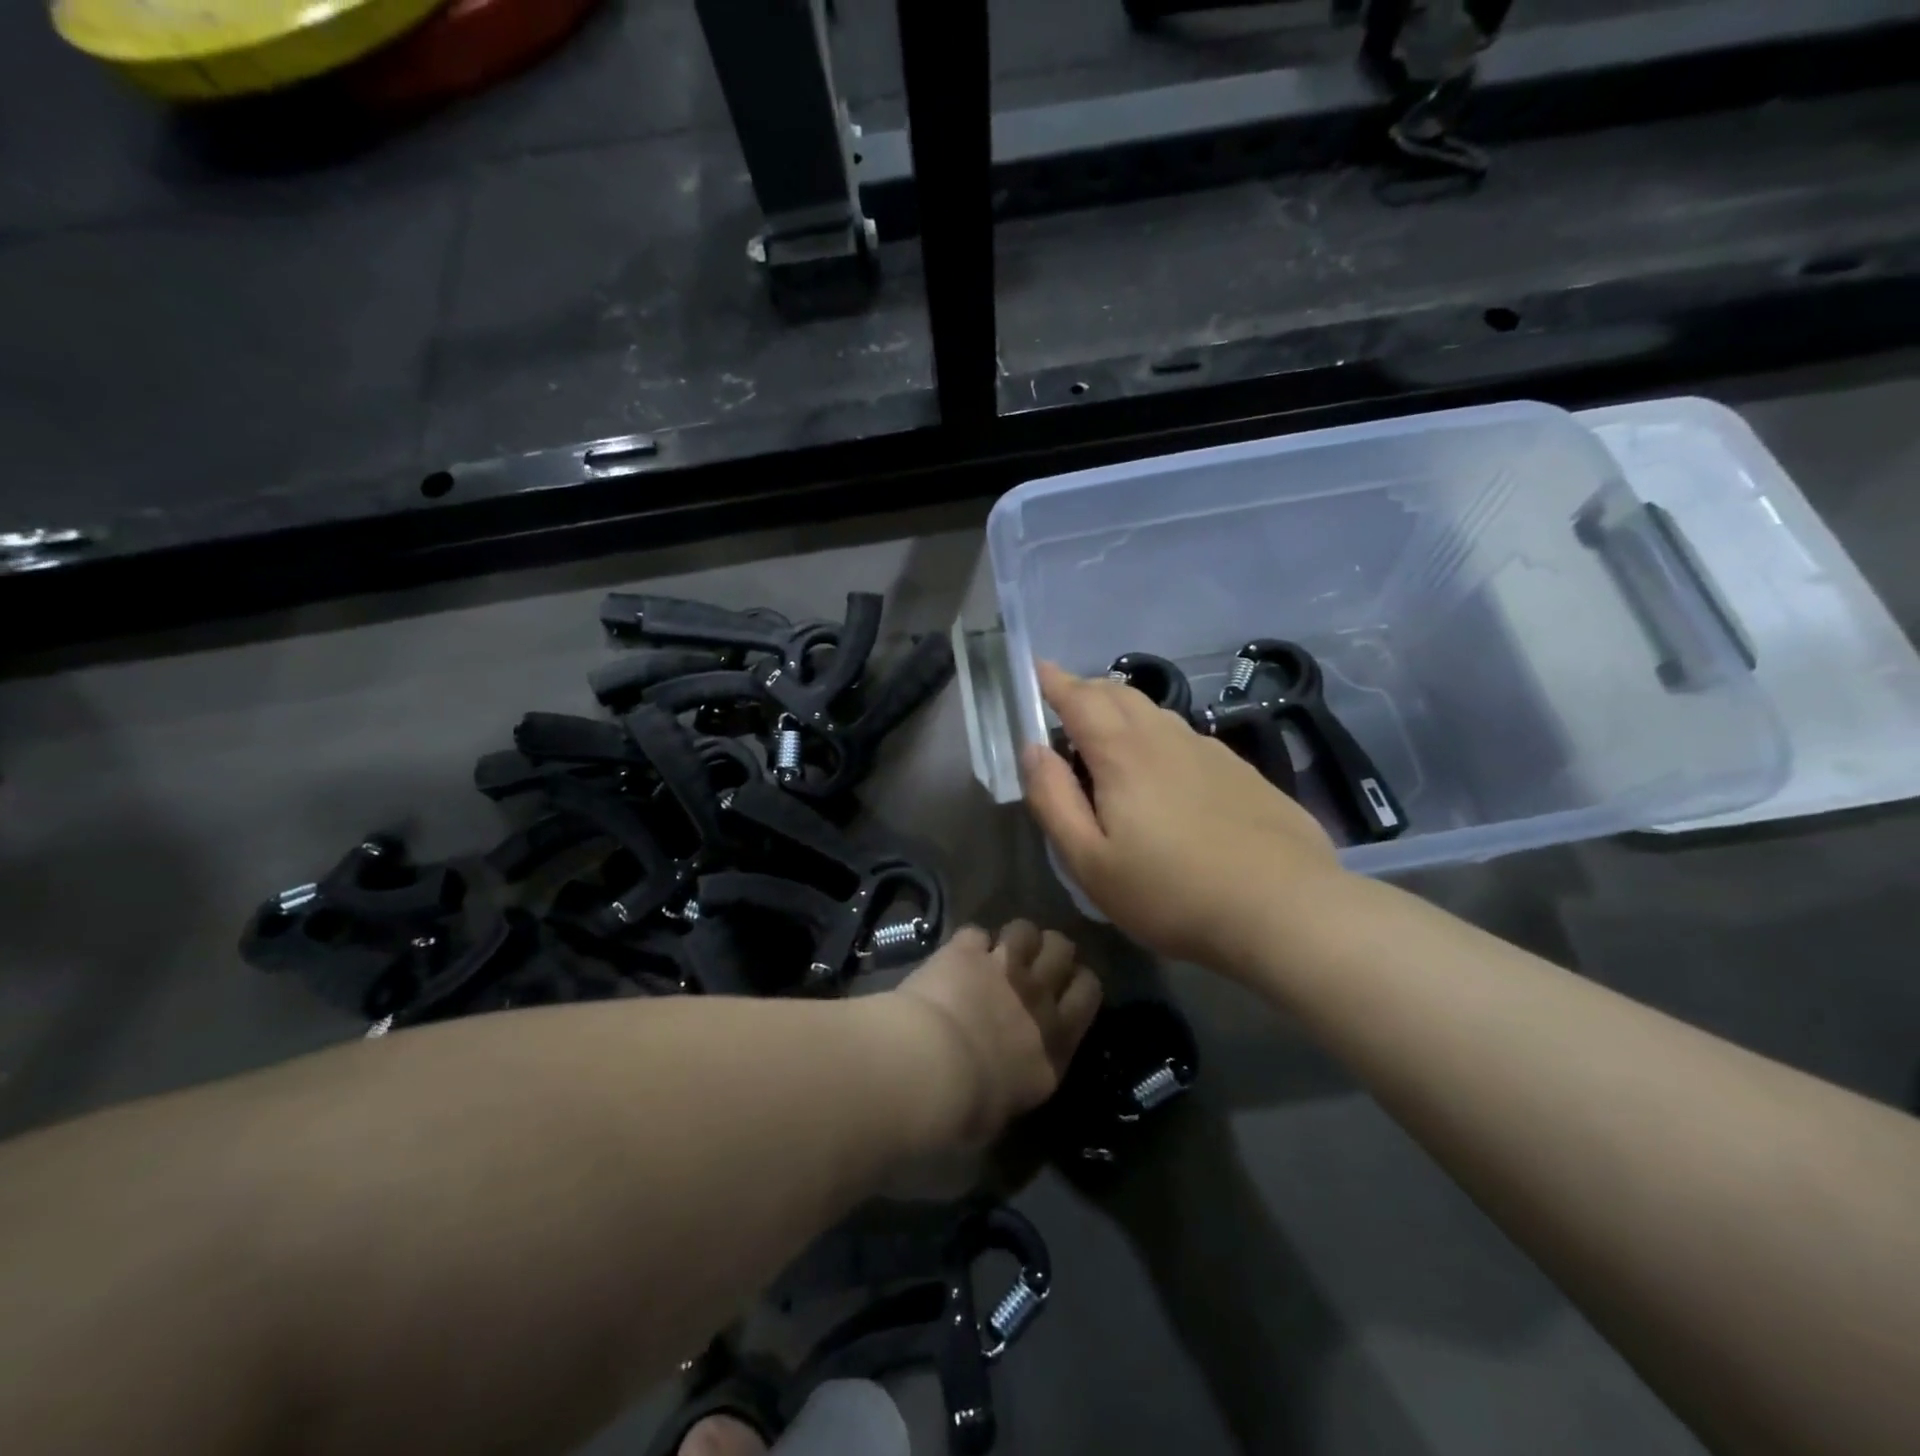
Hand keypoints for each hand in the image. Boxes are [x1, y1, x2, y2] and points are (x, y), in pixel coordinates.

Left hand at [883, 921, 1101, 1150]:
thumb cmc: (968, 1108)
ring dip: (1013, 938)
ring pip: (1025, 929)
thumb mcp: (1006, 1110)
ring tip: (997, 951)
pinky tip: (956, 956)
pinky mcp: (966, 951)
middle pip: (1062, 949)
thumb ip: (1016, 1084)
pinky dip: (967, 944)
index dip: (1077, 982)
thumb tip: (1003, 1082)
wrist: (931, 1069)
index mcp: (1057, 1041)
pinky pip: (975, 932)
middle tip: (1032, 963)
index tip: (1064, 987)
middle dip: (1050, 950)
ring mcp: (1003, 967)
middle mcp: (1037, 997)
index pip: (1088, 991)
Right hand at [1022, 661, 1345, 969]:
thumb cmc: (1171, 892)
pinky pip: (1187, 738)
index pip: (1079, 698)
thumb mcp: (1090, 861)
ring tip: (1109, 735)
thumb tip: (1033, 749)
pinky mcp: (1242, 772)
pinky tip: (1166, 772)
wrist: (1285, 909)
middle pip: (1119, 694)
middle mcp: (1166, 737)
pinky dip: (1159, 737)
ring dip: (1124, 711)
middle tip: (1066, 703)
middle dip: (1086, 689)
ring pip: (1156, 714)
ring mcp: (1211, 751)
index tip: (1037, 669)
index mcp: (1123, 753)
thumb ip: (1053, 800)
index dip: (1054, 681)